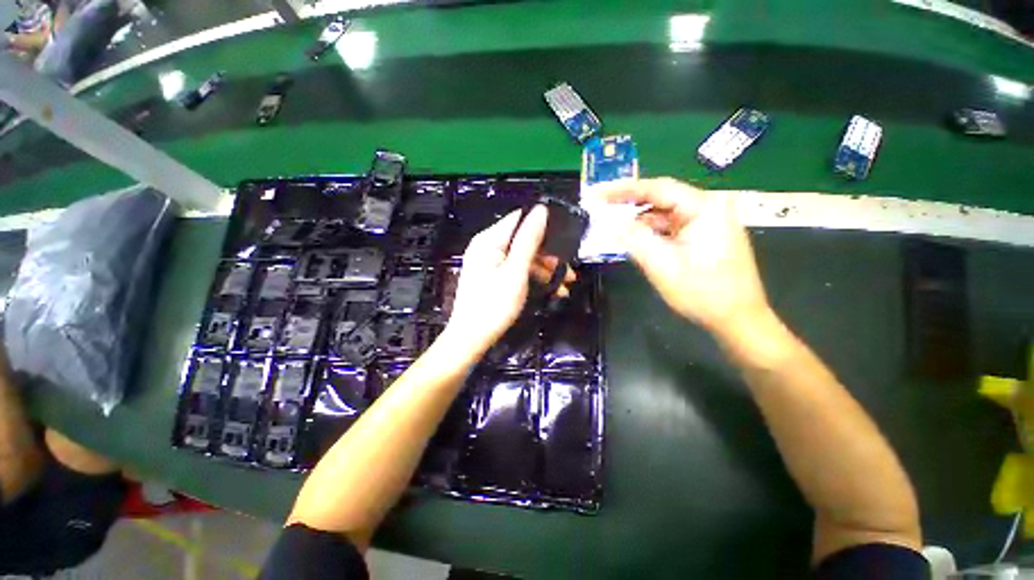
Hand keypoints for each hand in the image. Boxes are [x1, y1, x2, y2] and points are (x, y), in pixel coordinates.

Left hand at [444, 206, 572, 353]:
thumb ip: (528, 240)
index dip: (542, 225)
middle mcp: (487, 247)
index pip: (519, 219)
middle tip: (569, 271)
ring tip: (565, 286)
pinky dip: (534, 278)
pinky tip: (551, 290)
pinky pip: (517, 270)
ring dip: (545, 270)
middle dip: (548, 256)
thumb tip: (541, 210)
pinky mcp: (493, 277)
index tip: (564, 238)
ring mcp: (490, 263)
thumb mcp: (515, 272)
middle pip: (524, 241)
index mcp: (488, 241)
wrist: (471, 338)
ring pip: (524, 258)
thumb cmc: (492, 306)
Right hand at [589, 178, 769, 335]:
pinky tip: (638, 242)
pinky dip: (653, 232)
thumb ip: (635, 240)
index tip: (598, 193)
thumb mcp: (662, 266)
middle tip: (602, 209)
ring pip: (666, 214)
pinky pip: (672, 227)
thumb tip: (613, 222)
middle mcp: (710, 208)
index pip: (658, 188)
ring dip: (641, 222)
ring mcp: (710, 222)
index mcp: (705, 208)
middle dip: (631, 205)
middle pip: (662, 199)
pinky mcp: (706, 235)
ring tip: (617, 230)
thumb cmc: (703, 293)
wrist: (738, 319)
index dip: (625, 189)